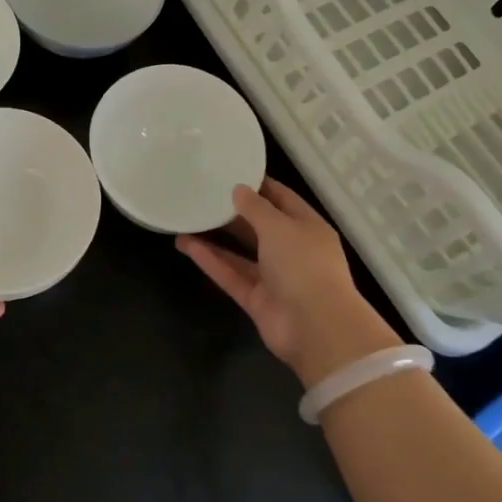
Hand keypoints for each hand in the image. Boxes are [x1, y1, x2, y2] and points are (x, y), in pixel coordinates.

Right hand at [176, 179, 395, 386]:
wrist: (316, 328)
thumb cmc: (304, 265)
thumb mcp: (280, 226)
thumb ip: (256, 207)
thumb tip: (238, 190)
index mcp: (307, 227)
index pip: (282, 199)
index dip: (258, 186)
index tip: (230, 172)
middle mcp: (292, 250)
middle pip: (259, 227)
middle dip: (233, 213)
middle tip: (202, 195)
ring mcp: (274, 278)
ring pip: (241, 253)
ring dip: (215, 238)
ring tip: (187, 220)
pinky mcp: (257, 300)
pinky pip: (231, 275)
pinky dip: (211, 261)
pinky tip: (186, 245)